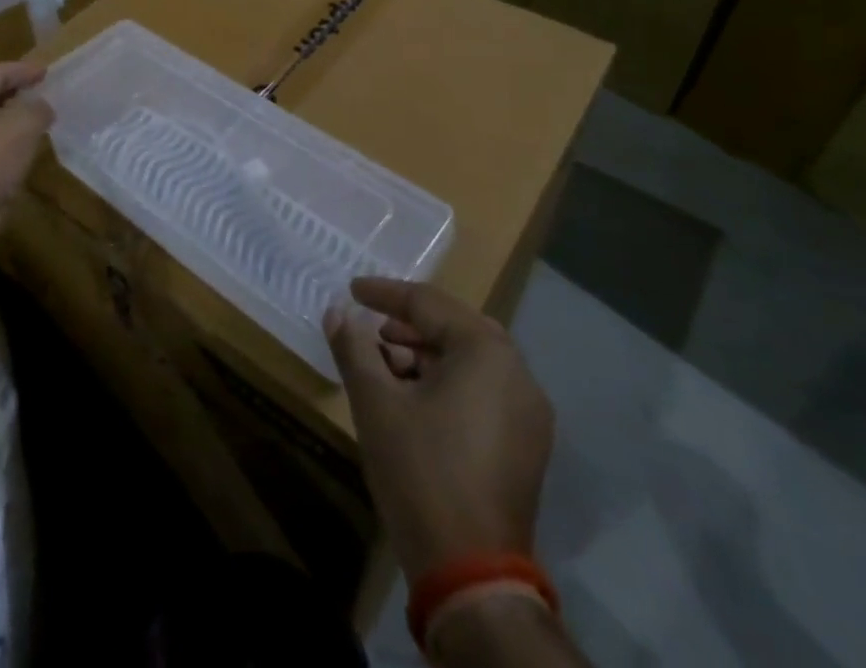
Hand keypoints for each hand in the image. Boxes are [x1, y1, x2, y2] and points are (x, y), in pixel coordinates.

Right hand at [325, 278, 553, 582]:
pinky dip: (450, 382)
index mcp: (486, 352)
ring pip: (471, 361)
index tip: (352, 290)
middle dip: (410, 325)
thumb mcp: (375, 402)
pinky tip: (416, 401)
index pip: (428, 304)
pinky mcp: (527, 447)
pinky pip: (485, 391)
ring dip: (428, 355)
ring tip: (388, 367)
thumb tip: (337, 313)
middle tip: (373, 331)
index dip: (385, 294)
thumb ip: (354, 348)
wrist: (472, 574)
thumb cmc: (421, 471)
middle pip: (456, 328)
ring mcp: (529, 414)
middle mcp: (518, 374)